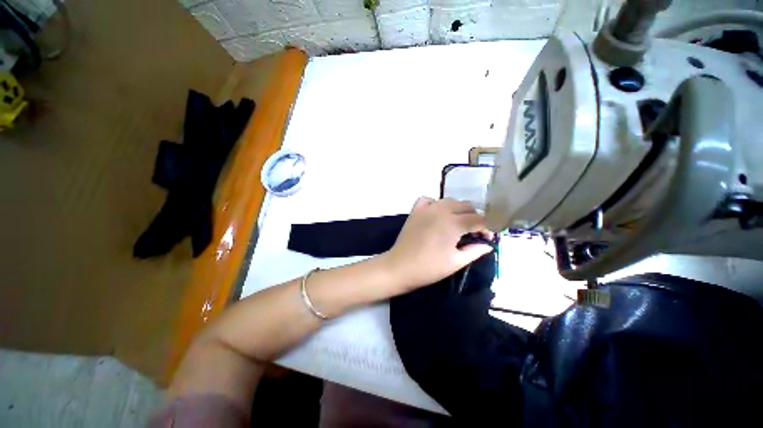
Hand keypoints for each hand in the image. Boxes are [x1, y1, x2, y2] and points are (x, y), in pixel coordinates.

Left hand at [382, 197, 493, 291]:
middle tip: (474, 233)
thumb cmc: (429, 268)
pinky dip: (436, 204)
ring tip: (458, 224)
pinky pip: (429, 200)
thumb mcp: (456, 262)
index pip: (479, 219)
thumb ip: (475, 251)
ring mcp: (427, 208)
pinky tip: (437, 214)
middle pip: (466, 206)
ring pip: (450, 201)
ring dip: (458, 210)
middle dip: (475, 218)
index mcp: (454, 223)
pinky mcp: (415, 210)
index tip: (489, 238)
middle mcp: (442, 210)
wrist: (400, 266)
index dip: (488, 227)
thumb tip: (488, 245)